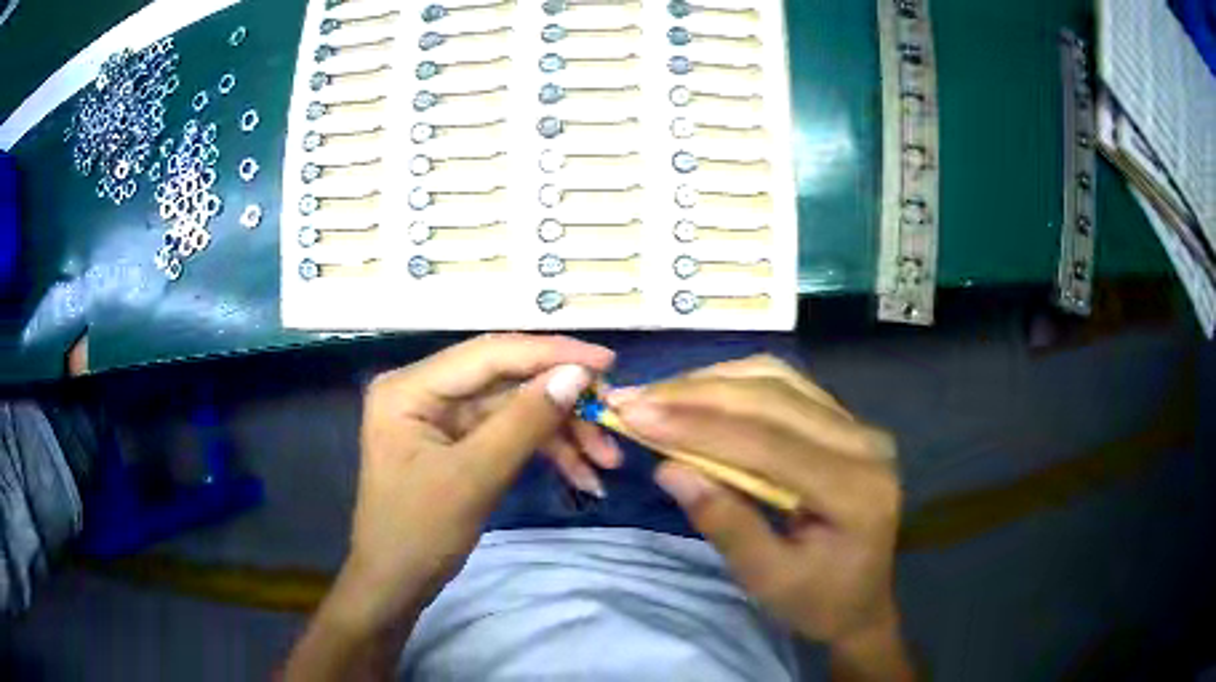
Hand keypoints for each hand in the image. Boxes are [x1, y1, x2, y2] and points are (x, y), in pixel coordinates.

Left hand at [348, 333, 613, 620]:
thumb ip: (525, 422)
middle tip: (611, 420)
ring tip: (606, 462)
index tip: (606, 363)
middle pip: (507, 380)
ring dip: (562, 433)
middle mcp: (425, 389)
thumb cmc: (419, 532)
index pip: (489, 353)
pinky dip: (546, 452)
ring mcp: (443, 416)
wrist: (396, 584)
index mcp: (410, 387)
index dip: (551, 353)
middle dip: (562, 404)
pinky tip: (583, 476)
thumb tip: (576, 374)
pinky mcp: (459, 441)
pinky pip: (510, 434)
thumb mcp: (474, 478)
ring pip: (515, 409)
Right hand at [610, 356, 912, 679]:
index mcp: (856, 490)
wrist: (862, 602)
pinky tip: (700, 394)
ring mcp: (860, 427)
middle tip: (636, 399)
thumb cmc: (817, 601)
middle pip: (774, 398)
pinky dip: (736, 384)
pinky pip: (788, 387)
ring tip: (660, 395)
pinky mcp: (846, 422)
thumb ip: (724, 523)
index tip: (636, 416)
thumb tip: (668, 469)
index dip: (698, 427)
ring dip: (714, 382)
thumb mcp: (767, 579)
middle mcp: (865, 444)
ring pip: (779, 380)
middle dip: (697, 395)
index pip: (769, 443)